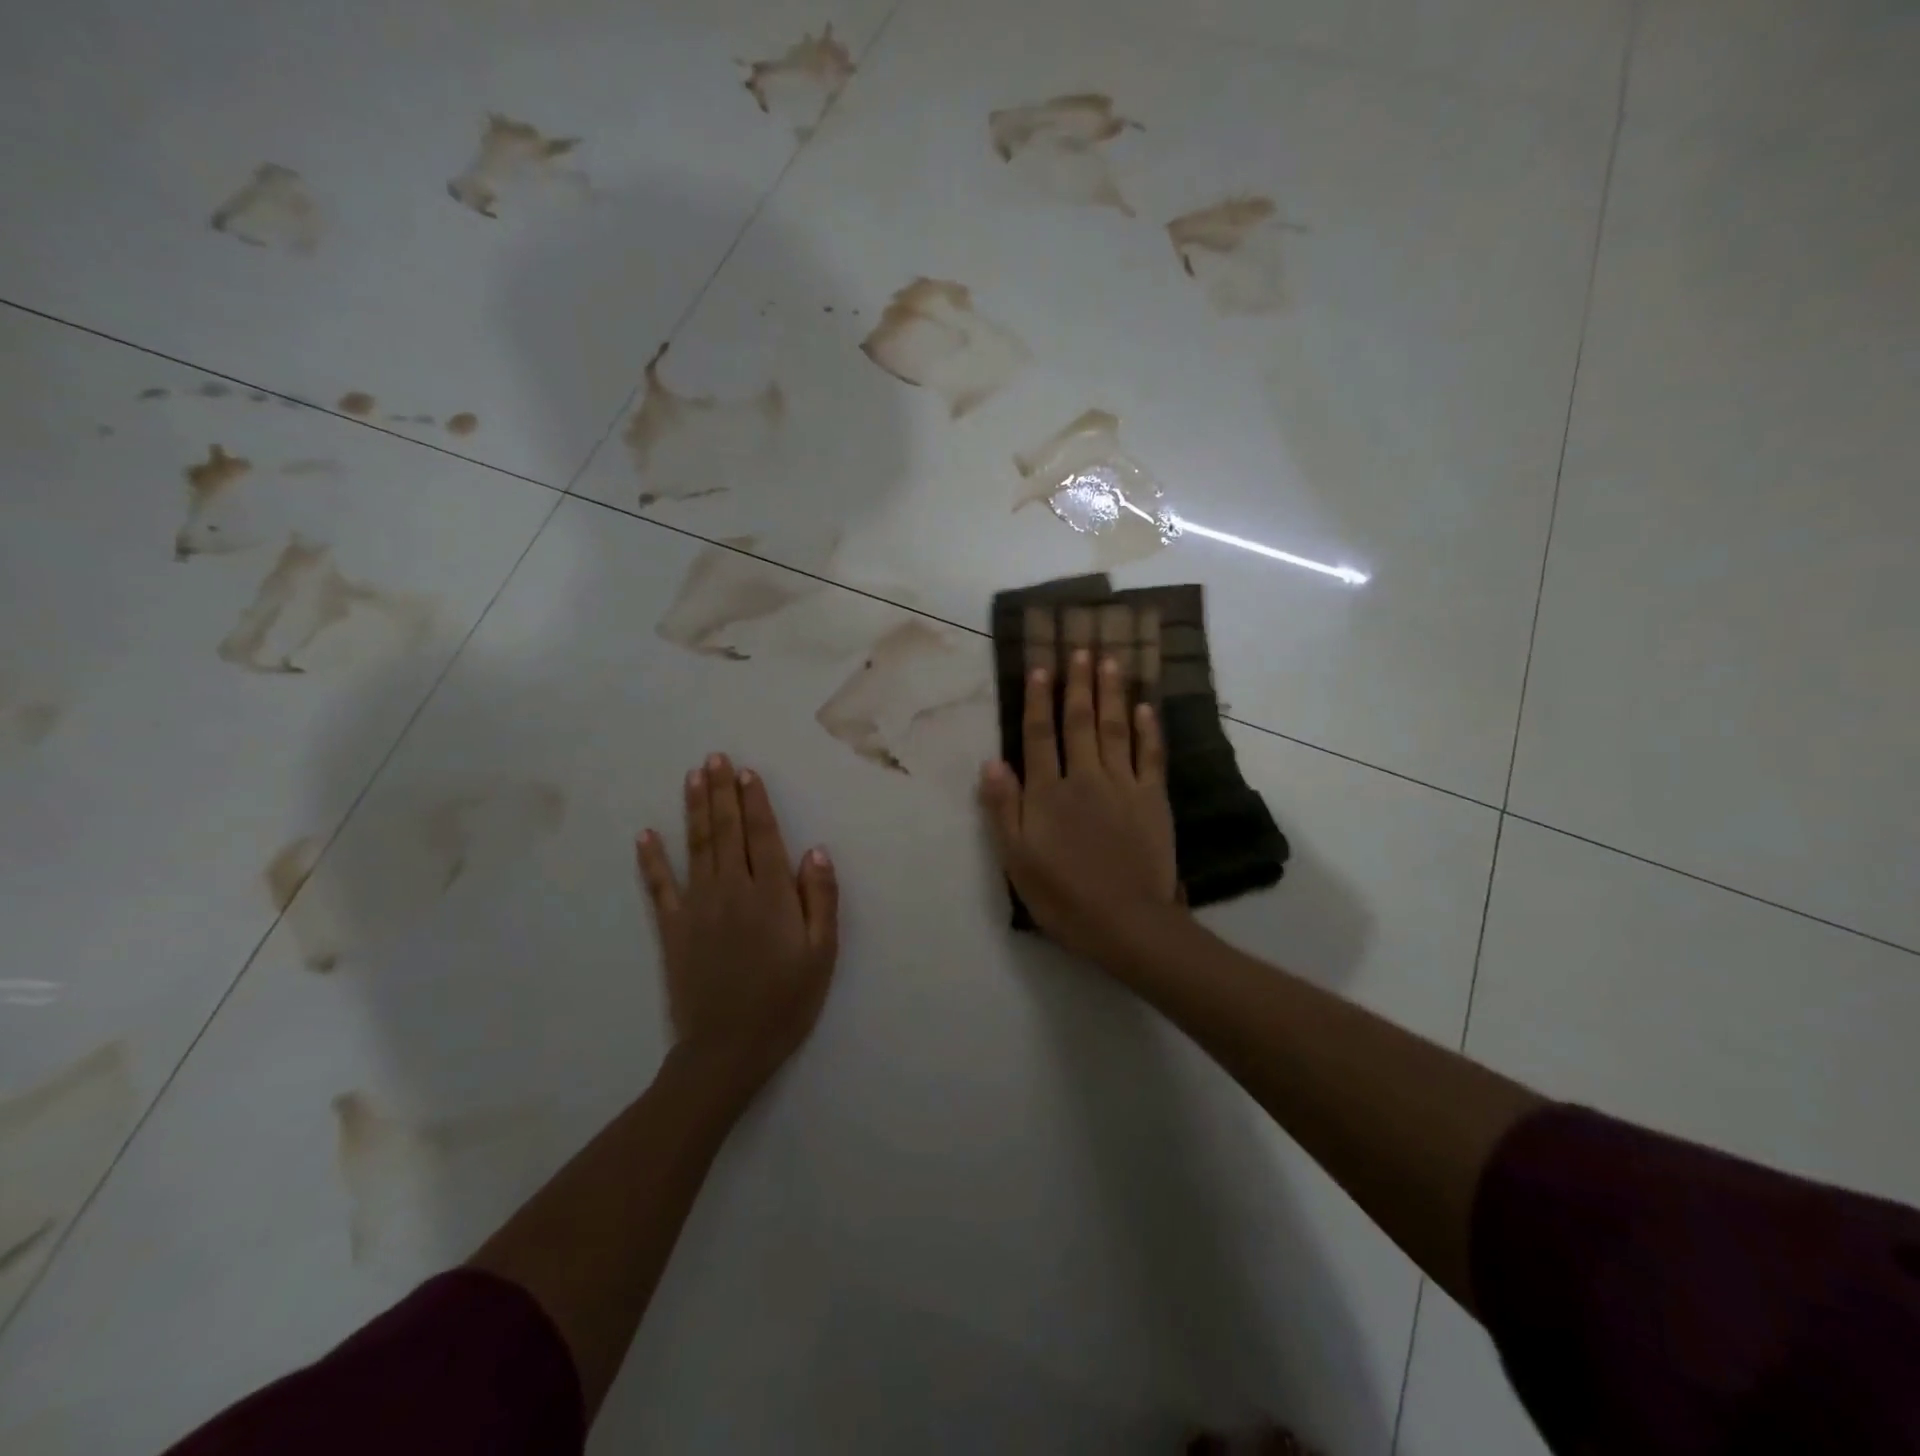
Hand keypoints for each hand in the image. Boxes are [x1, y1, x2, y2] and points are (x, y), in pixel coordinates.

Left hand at [636, 755, 838, 1097]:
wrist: (728, 1049)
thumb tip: (815, 850)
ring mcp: (698, 906)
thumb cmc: (785, 1001)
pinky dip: (651, 859)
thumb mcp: (821, 954)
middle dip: (721, 792)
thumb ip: (820, 899)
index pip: (763, 835)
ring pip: (696, 846)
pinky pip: (659, 886)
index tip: (746, 772)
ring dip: (694, 808)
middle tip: (715, 758)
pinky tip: (645, 834)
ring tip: (692, 776)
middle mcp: (732, 889)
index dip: (755, 801)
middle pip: (727, 830)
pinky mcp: (672, 928)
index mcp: (771, 894)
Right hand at [979, 649, 1182, 965]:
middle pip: (1080, 722)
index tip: (1040, 667)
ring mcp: (1123, 785)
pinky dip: (1148, 729)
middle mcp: (1084, 778)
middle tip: (1081, 648)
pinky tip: (1146, 706)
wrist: (1125, 923)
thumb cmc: (1063, 896)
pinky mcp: (1153, 799)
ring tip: (1110, 660)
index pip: (1039, 735)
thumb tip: (991, 761)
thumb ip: (1003, 808)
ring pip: (1115, 729)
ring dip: (1111, 693)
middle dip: (1078, 683)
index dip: (1038, 700)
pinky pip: (1151, 755)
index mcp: (1048, 793)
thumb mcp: (1016, 859)